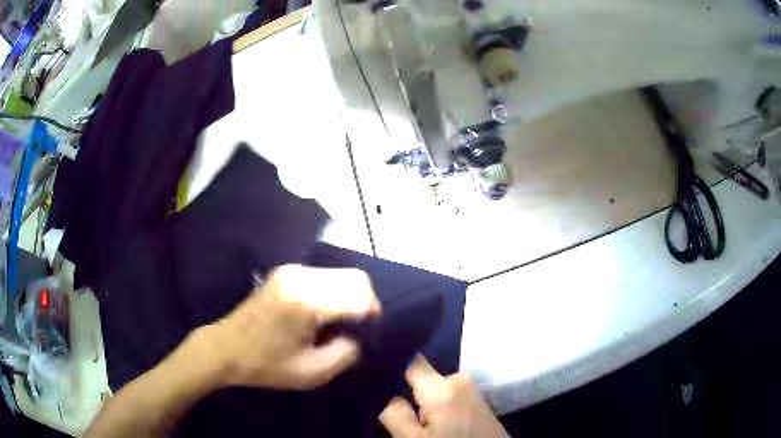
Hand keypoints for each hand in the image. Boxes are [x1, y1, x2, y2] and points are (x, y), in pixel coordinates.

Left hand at [198, 264, 380, 389]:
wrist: (225, 348)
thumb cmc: (266, 365)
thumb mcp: (312, 372)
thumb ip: (346, 353)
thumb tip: (358, 336)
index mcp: (306, 302)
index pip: (360, 296)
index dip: (372, 316)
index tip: (368, 335)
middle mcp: (301, 277)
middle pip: (355, 278)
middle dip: (365, 303)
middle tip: (358, 329)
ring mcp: (292, 270)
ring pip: (342, 274)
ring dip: (349, 296)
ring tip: (338, 323)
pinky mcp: (286, 271)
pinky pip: (325, 275)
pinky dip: (334, 292)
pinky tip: (322, 313)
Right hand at [380, 356, 507, 437]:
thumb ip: (395, 415)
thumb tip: (391, 395)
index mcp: (443, 387)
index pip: (411, 360)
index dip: (393, 365)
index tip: (380, 378)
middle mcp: (460, 379)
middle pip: (423, 375)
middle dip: (410, 391)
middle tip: (403, 412)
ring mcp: (472, 387)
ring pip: (435, 386)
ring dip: (424, 399)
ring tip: (421, 419)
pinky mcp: (477, 398)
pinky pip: (449, 392)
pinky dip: (439, 403)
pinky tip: (438, 420)